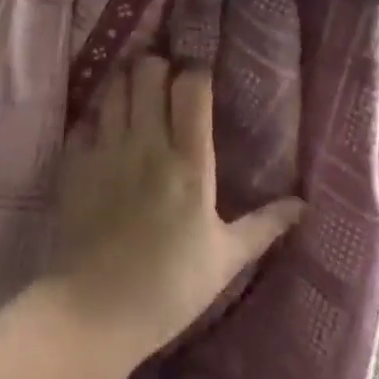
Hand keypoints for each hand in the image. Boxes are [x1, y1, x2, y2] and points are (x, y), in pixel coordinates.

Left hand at [44, 57, 304, 362]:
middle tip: (165, 82)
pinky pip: (85, 119)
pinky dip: (96, 116)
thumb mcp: (225, 260)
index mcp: (189, 164)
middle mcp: (147, 144)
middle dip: (157, 66)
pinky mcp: (75, 162)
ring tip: (135, 95)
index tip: (199, 78)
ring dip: (126, 82)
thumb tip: (303, 204)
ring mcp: (106, 149)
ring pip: (114, 86)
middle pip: (148, 71)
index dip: (196, 72)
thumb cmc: (169, 288)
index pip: (191, 88)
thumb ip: (264, 226)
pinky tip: (103, 130)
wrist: (95, 312)